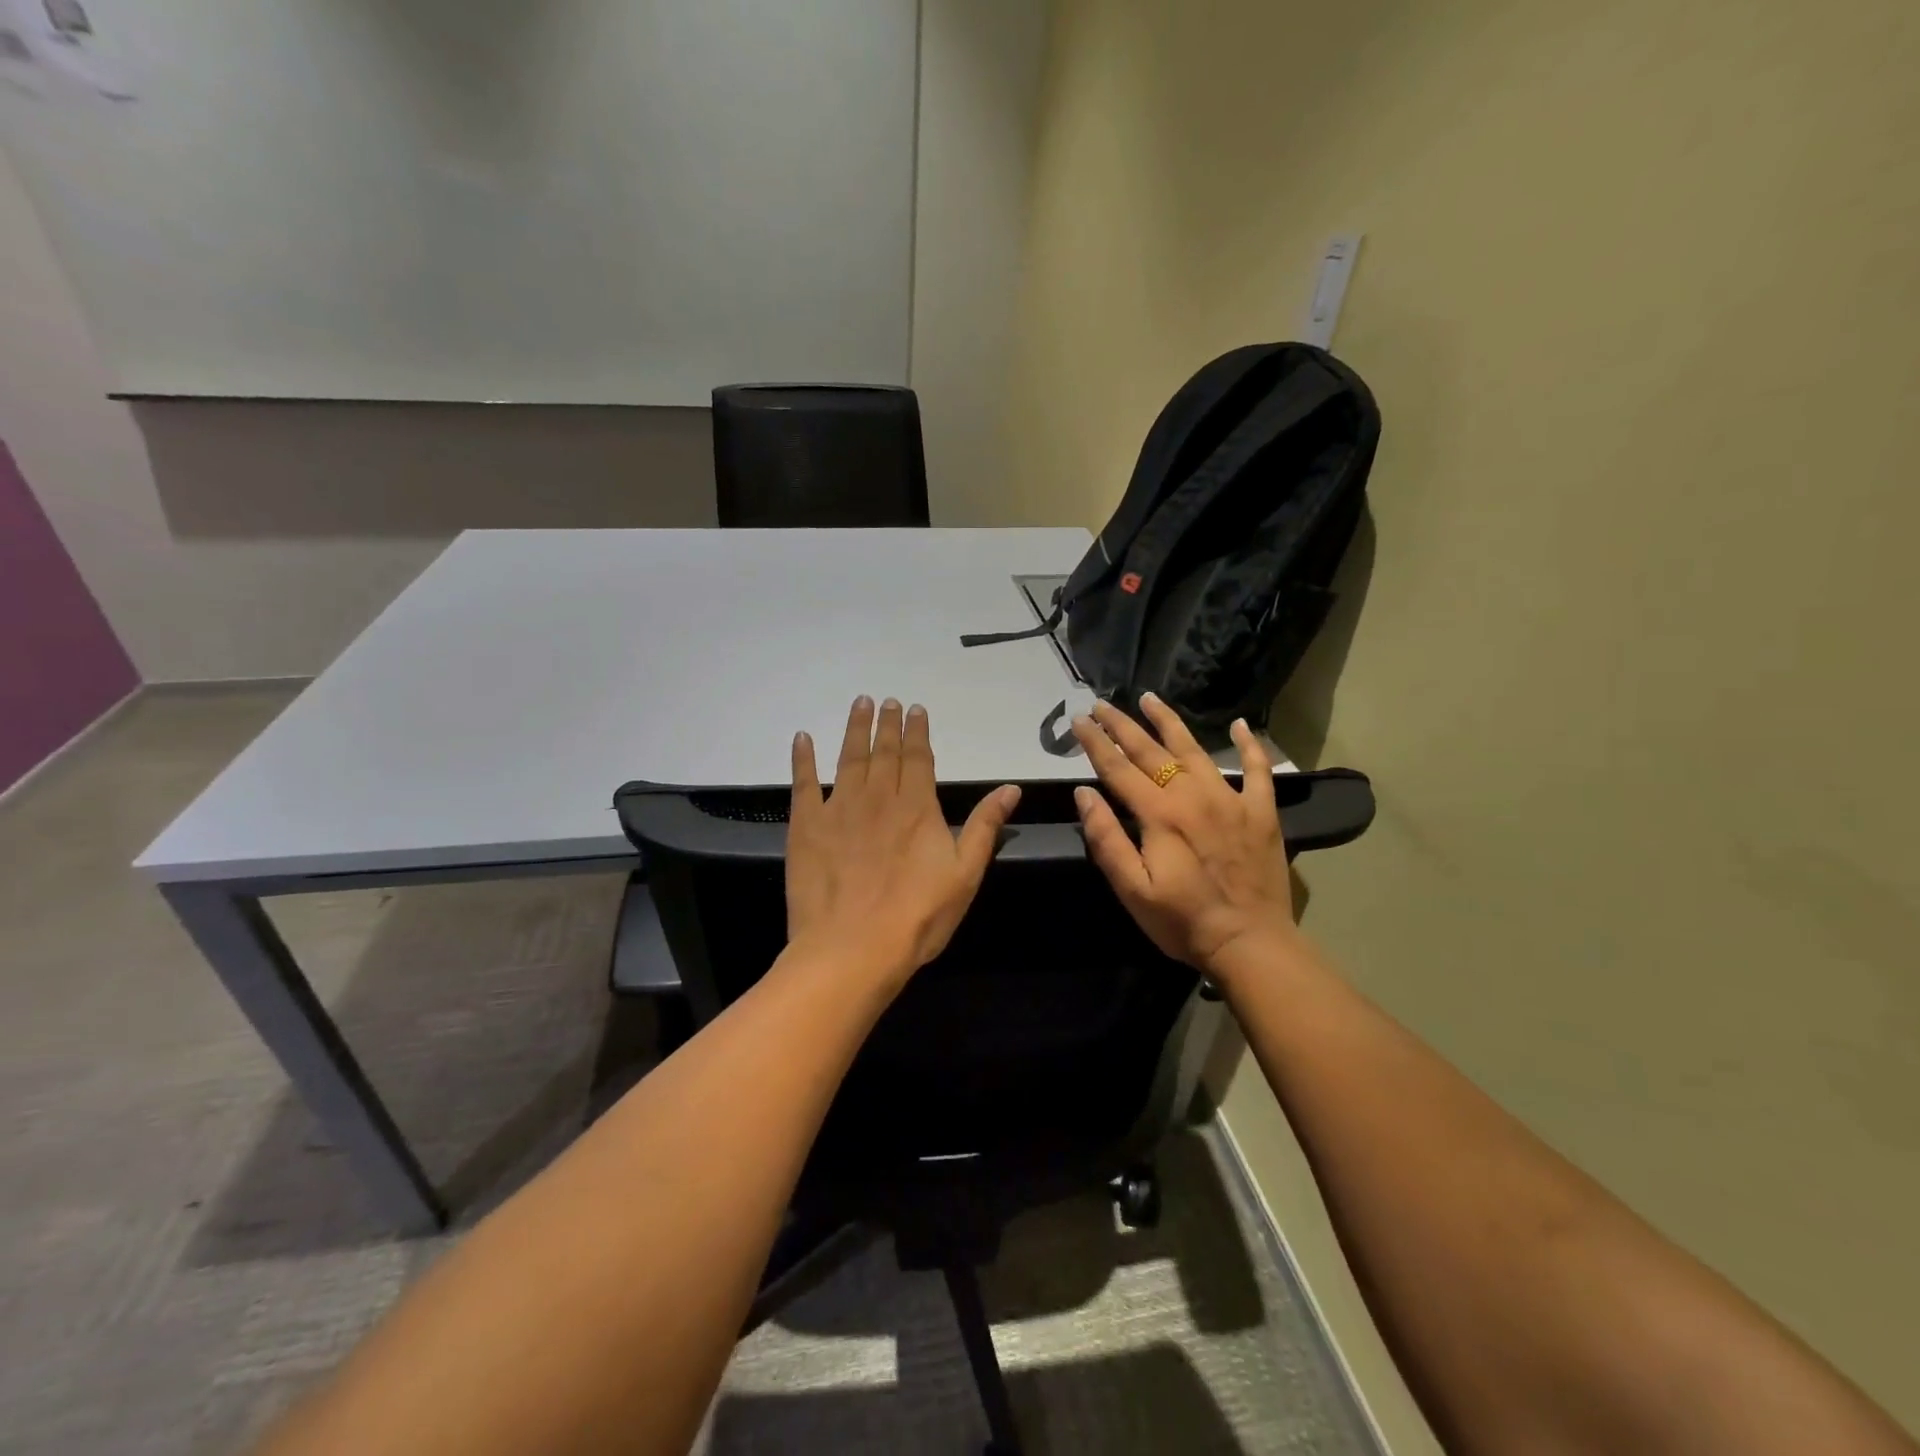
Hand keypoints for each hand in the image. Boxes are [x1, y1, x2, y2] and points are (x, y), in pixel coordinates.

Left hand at [787, 697, 1020, 982]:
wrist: (854, 948)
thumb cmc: (917, 916)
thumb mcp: (966, 874)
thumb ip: (985, 826)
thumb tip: (1011, 788)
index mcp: (917, 807)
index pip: (918, 758)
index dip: (917, 732)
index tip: (915, 709)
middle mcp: (878, 797)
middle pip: (884, 751)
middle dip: (887, 724)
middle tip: (886, 700)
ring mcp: (839, 809)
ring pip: (849, 758)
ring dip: (854, 729)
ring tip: (859, 704)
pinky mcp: (806, 826)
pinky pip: (804, 783)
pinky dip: (803, 759)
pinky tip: (802, 738)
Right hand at [1071, 695, 1296, 977]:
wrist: (1250, 943)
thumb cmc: (1183, 921)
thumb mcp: (1132, 889)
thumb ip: (1106, 839)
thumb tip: (1084, 794)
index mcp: (1159, 814)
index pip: (1118, 768)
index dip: (1095, 742)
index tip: (1078, 719)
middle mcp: (1193, 795)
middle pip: (1151, 751)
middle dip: (1122, 725)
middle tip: (1102, 703)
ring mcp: (1230, 799)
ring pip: (1195, 749)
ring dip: (1169, 722)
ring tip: (1150, 698)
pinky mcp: (1261, 811)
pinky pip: (1258, 769)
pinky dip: (1250, 745)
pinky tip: (1242, 725)